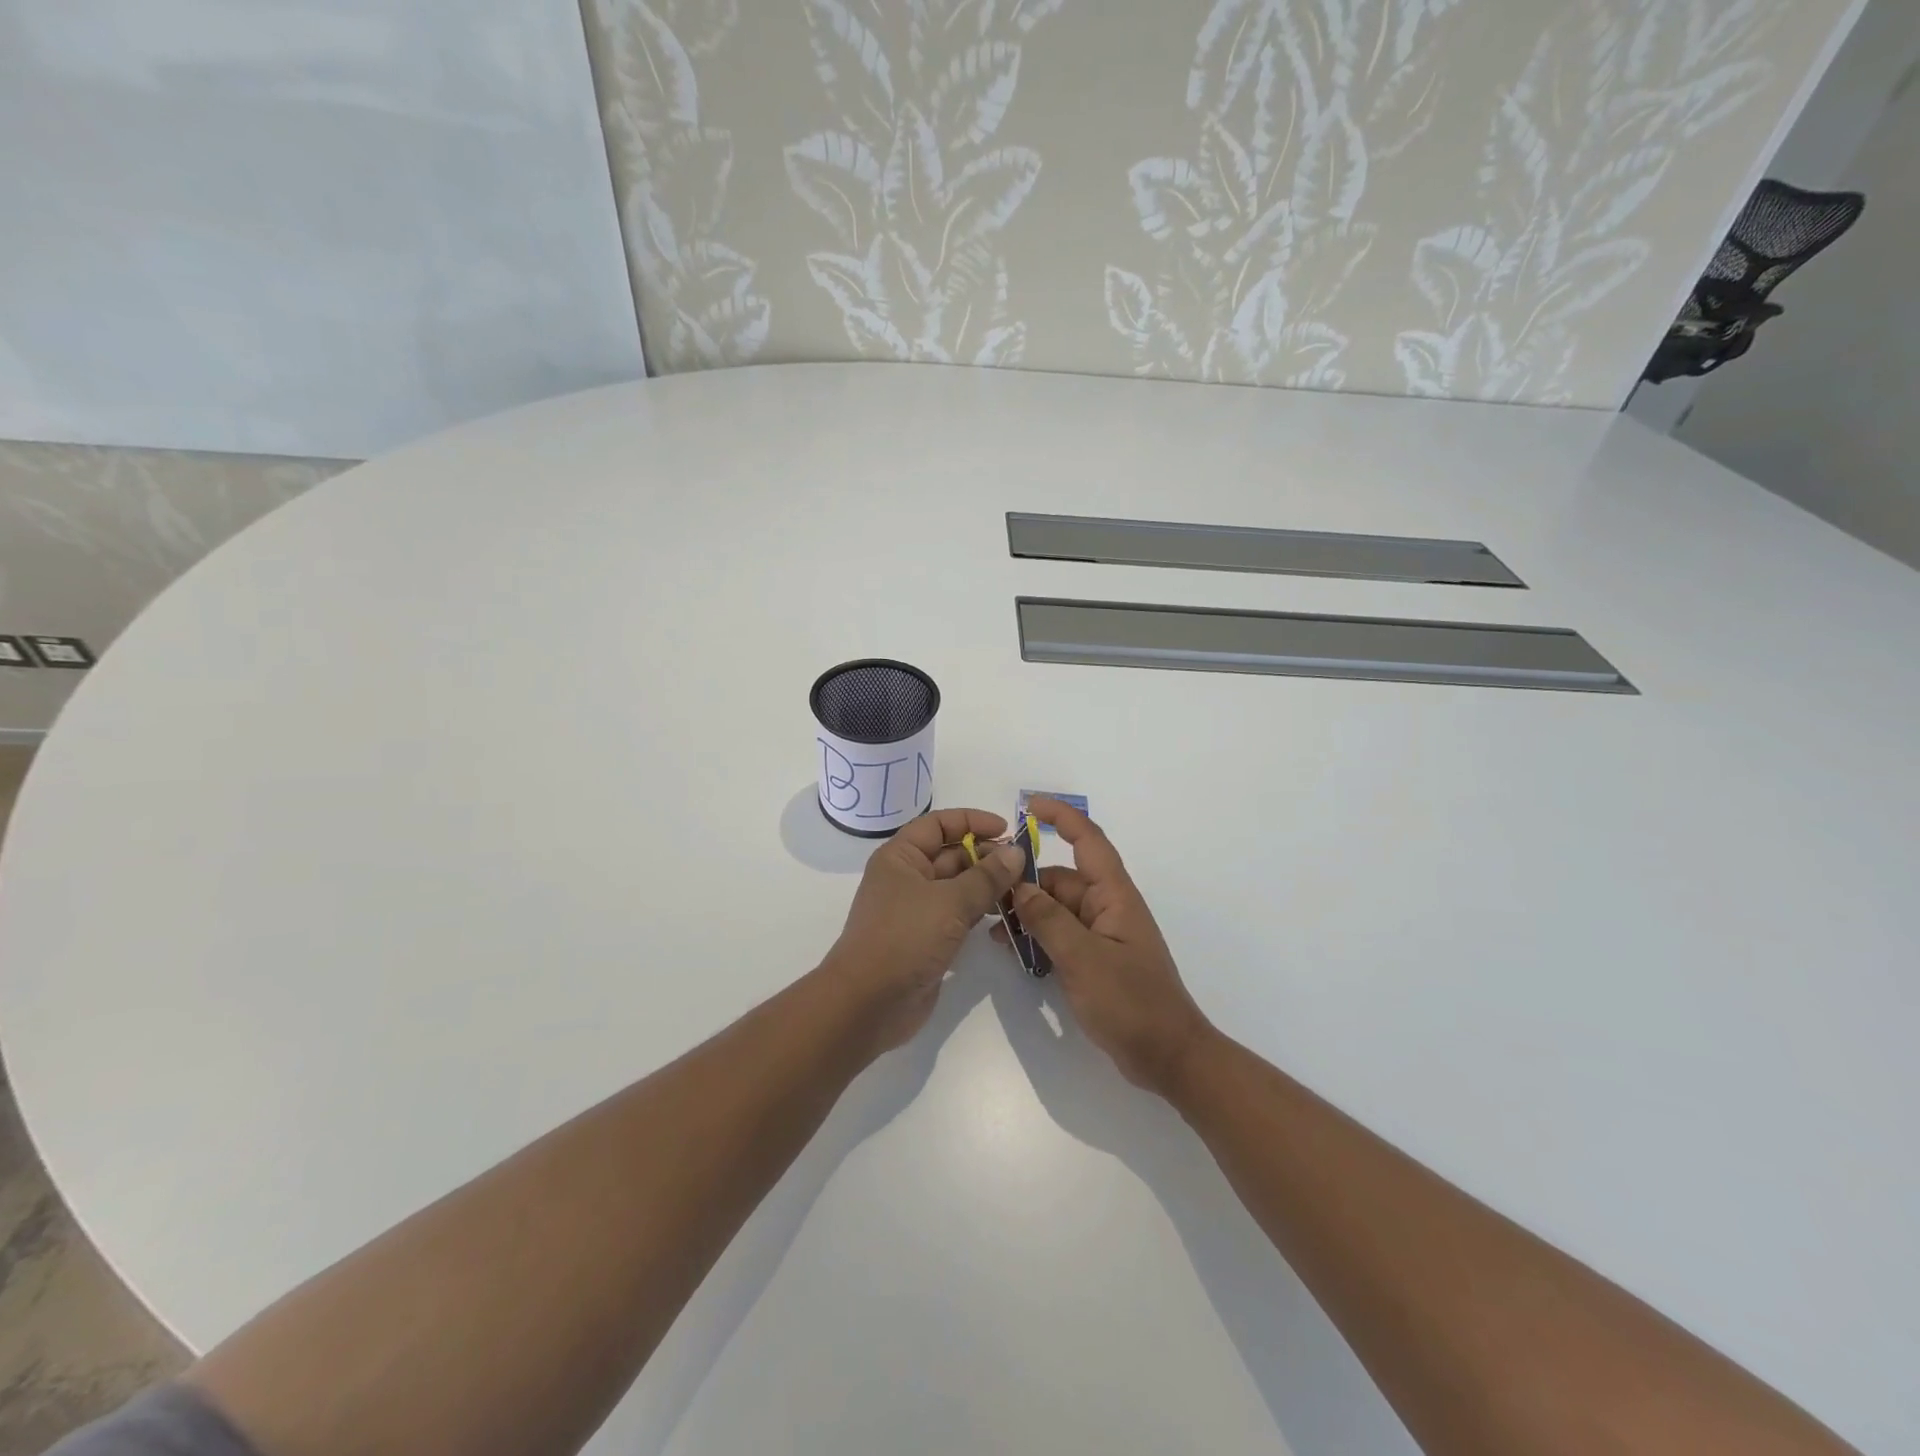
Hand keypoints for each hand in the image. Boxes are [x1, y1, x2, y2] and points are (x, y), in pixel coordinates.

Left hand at [819, 807, 1026, 1057]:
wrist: (868, 1004)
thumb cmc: (904, 938)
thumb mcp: (950, 902)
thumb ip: (986, 876)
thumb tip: (1015, 852)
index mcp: (901, 857)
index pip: (939, 824)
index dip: (972, 821)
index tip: (1007, 830)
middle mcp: (907, 878)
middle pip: (951, 855)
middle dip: (987, 856)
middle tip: (1025, 866)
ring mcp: (916, 910)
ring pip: (958, 887)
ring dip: (988, 886)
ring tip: (1023, 890)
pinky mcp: (927, 939)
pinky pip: (958, 915)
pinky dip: (981, 912)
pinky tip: (1007, 916)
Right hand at [1008, 798, 1216, 1097]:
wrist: (1167, 1057)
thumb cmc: (1131, 1002)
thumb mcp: (1083, 958)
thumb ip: (1048, 919)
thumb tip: (1018, 885)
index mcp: (1113, 895)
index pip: (1088, 841)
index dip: (1061, 817)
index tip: (1028, 805)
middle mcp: (1107, 907)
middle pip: (1061, 878)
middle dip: (1026, 881)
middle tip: (985, 895)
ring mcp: (1100, 934)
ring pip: (1056, 908)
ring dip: (1027, 912)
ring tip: (991, 928)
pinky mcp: (1094, 960)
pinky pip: (1059, 935)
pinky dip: (1036, 937)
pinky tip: (1010, 951)